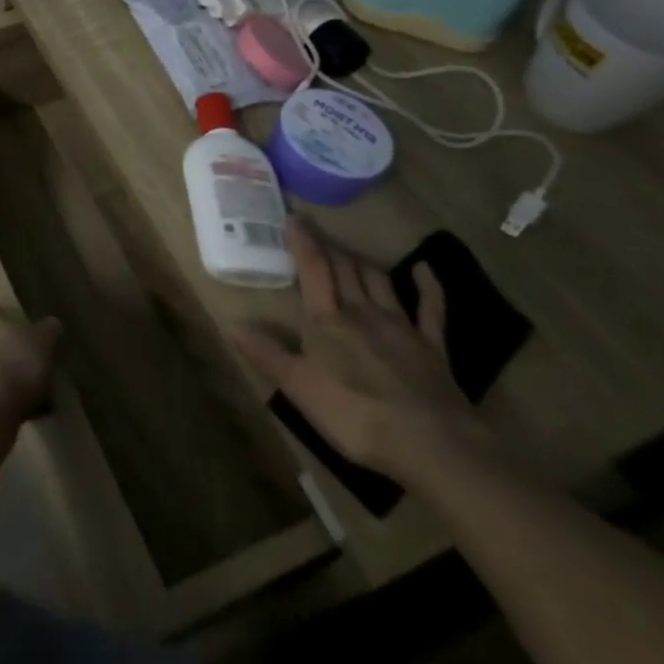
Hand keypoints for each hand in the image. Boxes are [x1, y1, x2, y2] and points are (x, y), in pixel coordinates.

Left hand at [0, 301, 61, 427]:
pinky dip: (12, 403)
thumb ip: (49, 330)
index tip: (26, 328)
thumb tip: (52, 324)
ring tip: (43, 396)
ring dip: (16, 381)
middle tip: (38, 364)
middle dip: (15, 353)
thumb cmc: (15, 362)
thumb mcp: (43, 340)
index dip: (7, 316)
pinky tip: (35, 414)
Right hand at [230, 221, 483, 481]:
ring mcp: (401, 327)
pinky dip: (427, 287)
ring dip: (362, 262)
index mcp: (327, 320)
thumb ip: (266, 353)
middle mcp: (362, 312)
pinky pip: (430, 309)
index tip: (295, 218)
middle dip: (329, 247)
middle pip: (344, 269)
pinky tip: (424, 270)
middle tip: (318, 231)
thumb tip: (230, 323)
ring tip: (350, 252)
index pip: (313, 269)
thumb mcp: (298, 387)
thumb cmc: (355, 414)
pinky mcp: (433, 348)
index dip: (303, 242)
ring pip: (379, 281)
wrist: (431, 445)